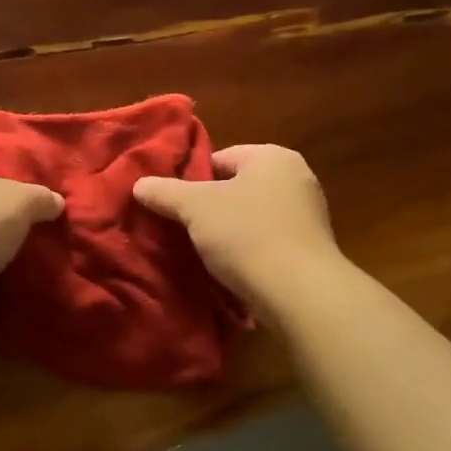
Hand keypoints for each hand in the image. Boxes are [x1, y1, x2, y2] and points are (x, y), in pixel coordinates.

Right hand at [132, 144, 340, 310]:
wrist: (301, 293)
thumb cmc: (247, 235)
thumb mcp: (195, 208)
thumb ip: (165, 192)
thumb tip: (139, 184)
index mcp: (273, 156)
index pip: (220, 159)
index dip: (192, 182)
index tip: (175, 207)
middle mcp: (297, 177)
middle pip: (237, 188)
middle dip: (211, 209)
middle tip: (185, 230)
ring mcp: (309, 214)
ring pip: (252, 216)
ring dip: (230, 233)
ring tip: (206, 254)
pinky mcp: (311, 249)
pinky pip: (269, 241)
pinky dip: (250, 252)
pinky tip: (234, 270)